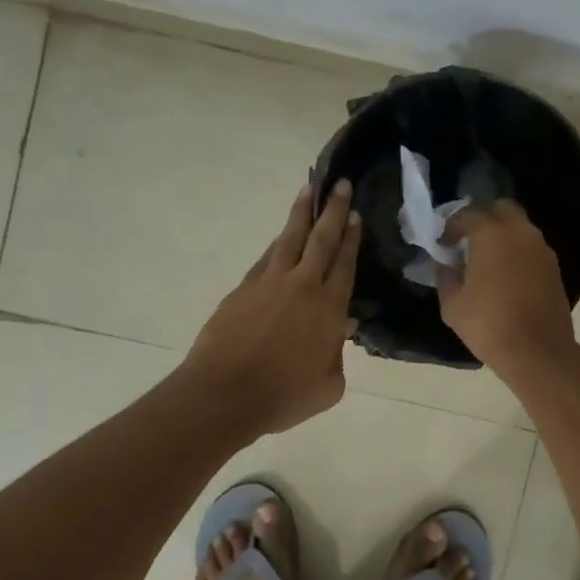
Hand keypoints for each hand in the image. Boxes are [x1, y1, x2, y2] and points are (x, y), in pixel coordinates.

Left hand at [182, 179, 361, 434]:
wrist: (224, 394)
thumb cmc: (283, 396)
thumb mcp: (328, 386)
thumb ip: (337, 355)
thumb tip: (339, 331)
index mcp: (329, 308)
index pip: (345, 264)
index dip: (351, 238)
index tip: (355, 213)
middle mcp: (302, 286)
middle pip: (321, 239)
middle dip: (332, 209)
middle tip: (339, 183)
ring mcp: (268, 283)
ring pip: (289, 239)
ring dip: (300, 212)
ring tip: (307, 188)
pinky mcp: (242, 289)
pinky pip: (266, 258)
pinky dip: (277, 243)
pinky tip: (280, 237)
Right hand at [436, 200, 576, 372]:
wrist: (538, 352)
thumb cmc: (488, 326)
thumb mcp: (452, 304)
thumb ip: (446, 275)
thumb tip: (446, 262)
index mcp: (492, 234)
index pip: (468, 215)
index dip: (451, 227)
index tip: (443, 244)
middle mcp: (521, 232)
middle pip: (501, 208)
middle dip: (482, 218)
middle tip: (468, 240)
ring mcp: (542, 249)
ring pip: (519, 226)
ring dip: (501, 234)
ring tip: (486, 259)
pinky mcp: (554, 267)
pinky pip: (531, 246)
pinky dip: (516, 250)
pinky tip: (505, 273)